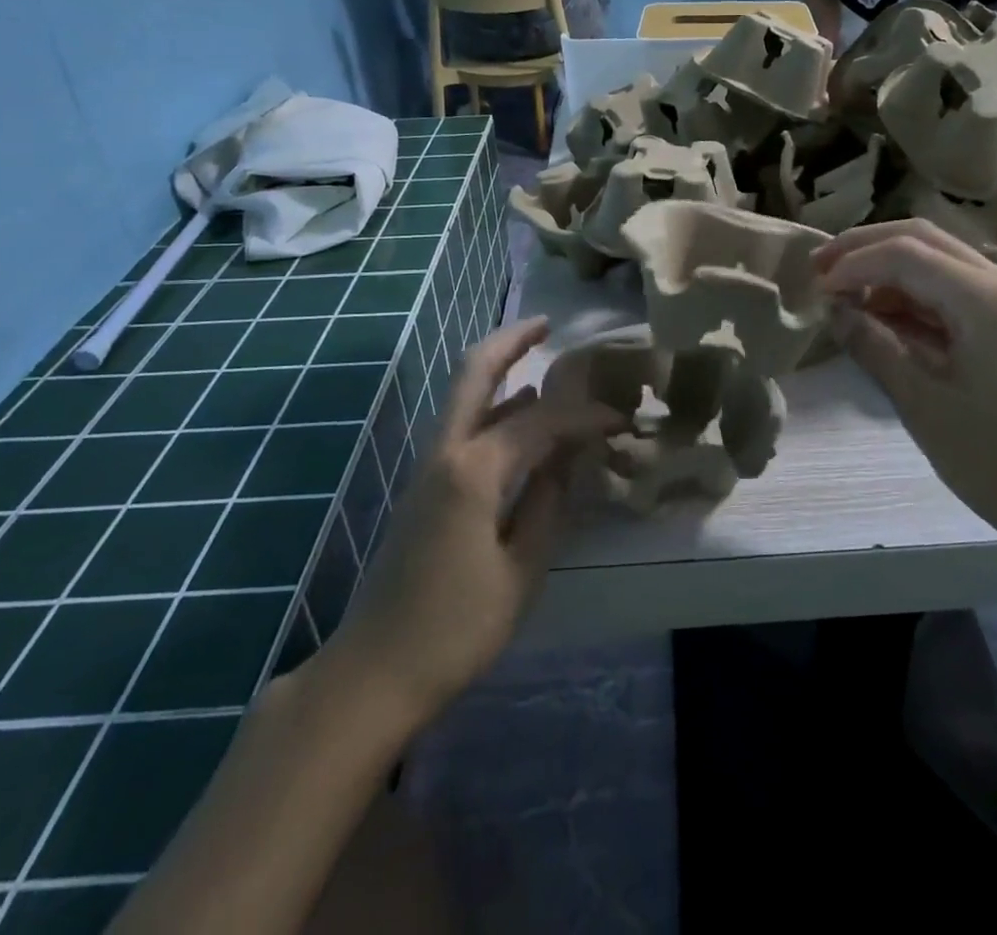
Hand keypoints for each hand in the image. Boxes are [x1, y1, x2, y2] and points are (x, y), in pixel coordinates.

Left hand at [325, 320, 621, 717]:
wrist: (375, 672)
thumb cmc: (455, 628)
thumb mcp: (520, 571)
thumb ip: (548, 503)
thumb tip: (570, 457)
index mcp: (473, 470)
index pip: (541, 421)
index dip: (586, 415)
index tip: (622, 419)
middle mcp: (446, 452)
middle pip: (474, 372)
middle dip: (510, 341)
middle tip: (546, 324)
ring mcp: (430, 467)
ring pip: (465, 396)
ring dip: (500, 370)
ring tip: (543, 361)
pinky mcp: (427, 487)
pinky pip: (465, 427)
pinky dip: (494, 408)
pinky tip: (523, 419)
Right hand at [813, 221, 996, 586]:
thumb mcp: (925, 406)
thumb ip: (875, 347)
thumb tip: (834, 310)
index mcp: (986, 299)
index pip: (904, 253)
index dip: (851, 264)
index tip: (813, 290)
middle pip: (925, 239)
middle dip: (866, 248)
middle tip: (819, 270)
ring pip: (942, 262)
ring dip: (890, 270)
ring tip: (843, 296)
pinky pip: (958, 294)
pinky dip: (916, 298)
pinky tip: (885, 319)